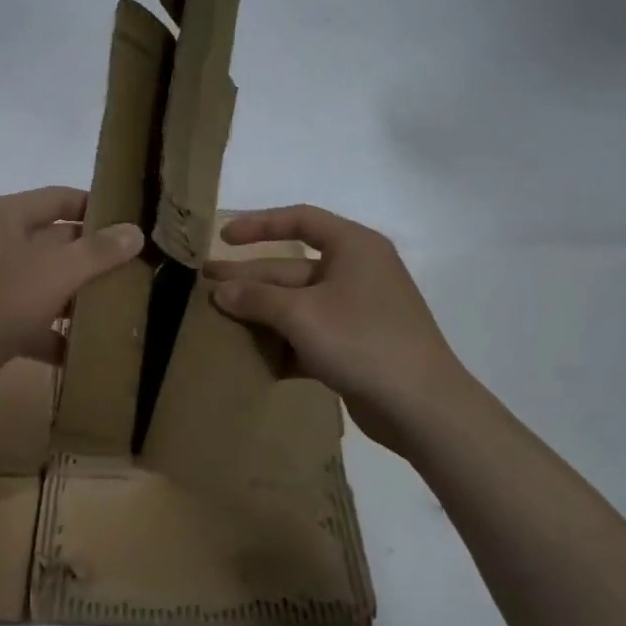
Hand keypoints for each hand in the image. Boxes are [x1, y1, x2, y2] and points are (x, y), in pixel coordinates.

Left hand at [0, 186, 143, 413]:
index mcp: (5, 217)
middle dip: (94, 258)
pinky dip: (57, 333)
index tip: (134, 224)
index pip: (60, 198)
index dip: (97, 208)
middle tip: (137, 269)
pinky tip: (88, 349)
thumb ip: (98, 252)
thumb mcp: (56, 272)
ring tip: (123, 306)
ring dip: (79, 297)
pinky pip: (34, 318)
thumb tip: (135, 231)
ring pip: (47, 282)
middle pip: (56, 241)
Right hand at [205, 204, 468, 453]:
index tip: (224, 238)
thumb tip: (220, 291)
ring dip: (260, 313)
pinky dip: (281, 342)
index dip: (259, 225)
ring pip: (297, 304)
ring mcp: (356, 311)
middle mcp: (356, 272)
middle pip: (291, 267)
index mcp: (353, 247)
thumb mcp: (301, 315)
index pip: (301, 220)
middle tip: (205, 284)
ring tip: (218, 321)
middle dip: (249, 278)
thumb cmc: (362, 341)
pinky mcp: (353, 346)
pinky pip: (308, 334)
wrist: (420, 406)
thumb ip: (257, 298)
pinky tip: (249, 355)